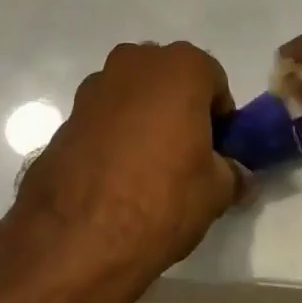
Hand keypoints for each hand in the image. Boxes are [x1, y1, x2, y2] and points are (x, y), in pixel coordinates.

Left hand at [11, 42, 242, 298]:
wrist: (75, 239)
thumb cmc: (161, 200)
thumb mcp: (216, 191)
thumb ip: (232, 173)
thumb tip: (235, 174)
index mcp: (180, 67)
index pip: (214, 81)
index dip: (220, 117)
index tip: (217, 150)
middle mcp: (136, 63)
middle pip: (170, 79)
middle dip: (180, 108)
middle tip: (185, 154)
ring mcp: (94, 87)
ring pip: (133, 95)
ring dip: (144, 118)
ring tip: (146, 168)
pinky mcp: (65, 117)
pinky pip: (103, 118)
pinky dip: (113, 136)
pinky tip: (115, 177)